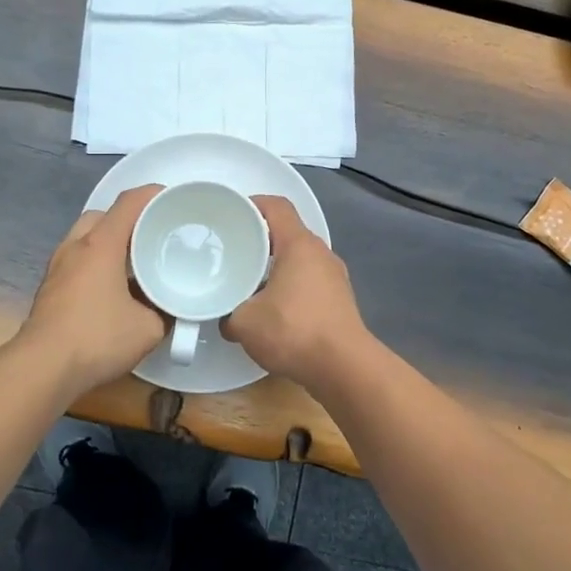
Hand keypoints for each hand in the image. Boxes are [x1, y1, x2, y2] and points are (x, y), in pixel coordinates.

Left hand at [19, 185, 166, 399]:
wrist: (43, 368)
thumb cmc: (97, 338)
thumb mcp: (148, 329)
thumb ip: (165, 312)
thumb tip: (171, 308)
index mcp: (101, 244)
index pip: (129, 202)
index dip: (153, 195)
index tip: (174, 200)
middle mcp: (76, 246)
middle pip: (103, 216)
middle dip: (128, 220)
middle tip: (152, 237)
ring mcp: (58, 266)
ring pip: (86, 238)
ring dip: (109, 243)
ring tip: (133, 263)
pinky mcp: (49, 288)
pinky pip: (77, 260)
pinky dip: (96, 263)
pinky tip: (112, 288)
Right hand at [221, 196, 371, 389]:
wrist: (344, 368)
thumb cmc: (294, 331)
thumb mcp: (245, 323)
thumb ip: (228, 314)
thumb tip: (226, 318)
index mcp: (299, 245)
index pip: (277, 206)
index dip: (253, 203)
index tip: (232, 214)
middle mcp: (321, 253)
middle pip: (288, 232)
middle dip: (260, 239)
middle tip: (234, 251)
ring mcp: (335, 277)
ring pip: (300, 259)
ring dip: (276, 266)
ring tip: (250, 282)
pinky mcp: (340, 301)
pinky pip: (310, 281)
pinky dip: (291, 287)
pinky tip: (274, 310)